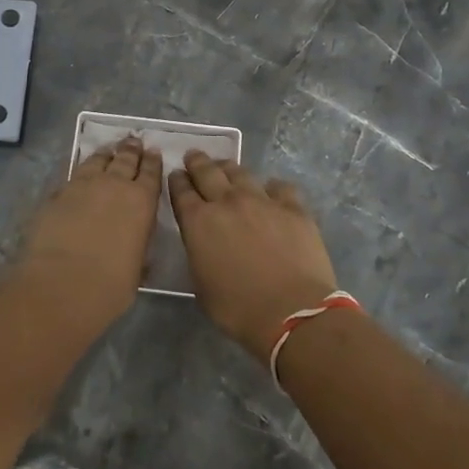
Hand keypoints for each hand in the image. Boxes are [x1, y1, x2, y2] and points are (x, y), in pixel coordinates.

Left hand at [11, 136, 161, 329]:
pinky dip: (81, 170)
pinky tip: (81, 172)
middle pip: (124, 160)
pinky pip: (73, 175)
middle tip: (133, 140)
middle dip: (130, 150)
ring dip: (105, 154)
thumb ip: (137, 248)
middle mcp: (114, 185)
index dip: (152, 162)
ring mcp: (82, 186)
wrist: (62, 284)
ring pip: (97, 161)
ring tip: (109, 149)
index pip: (150, 173)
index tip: (153, 152)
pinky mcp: (57, 195)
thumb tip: (134, 244)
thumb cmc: (110, 285)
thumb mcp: (136, 268)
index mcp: (141, 202)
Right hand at [169, 152, 339, 358]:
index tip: (175, 174)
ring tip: (226, 167)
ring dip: (229, 168)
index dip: (176, 180)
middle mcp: (228, 202)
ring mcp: (263, 201)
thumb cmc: (238, 309)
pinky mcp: (293, 208)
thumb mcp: (201, 286)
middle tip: (193, 156)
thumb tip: (203, 242)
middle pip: (207, 172)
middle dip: (197, 162)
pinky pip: (280, 187)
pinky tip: (271, 191)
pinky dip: (271, 187)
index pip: (181, 191)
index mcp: (199, 222)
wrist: (292, 312)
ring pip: (241, 173)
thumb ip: (198, 253)